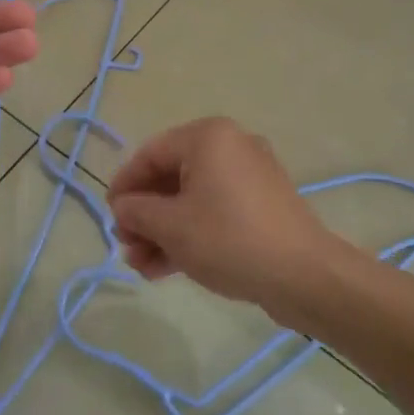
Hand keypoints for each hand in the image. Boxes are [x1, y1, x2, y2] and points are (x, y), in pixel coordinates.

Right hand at [107, 118, 337, 328]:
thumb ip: (136, 211)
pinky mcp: (262, 206)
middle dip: (144, 216)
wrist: (303, 277)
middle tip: (127, 246)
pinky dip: (190, 234)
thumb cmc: (228, 238)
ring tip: (142, 266)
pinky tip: (166, 268)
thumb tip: (124, 207)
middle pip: (171, 178)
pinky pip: (214, 212)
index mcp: (208, 137)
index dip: (124, 185)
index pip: (150, 154)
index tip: (110, 215)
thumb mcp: (170, 226)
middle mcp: (230, 147)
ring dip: (162, 231)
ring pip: (191, 200)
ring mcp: (250, 177)